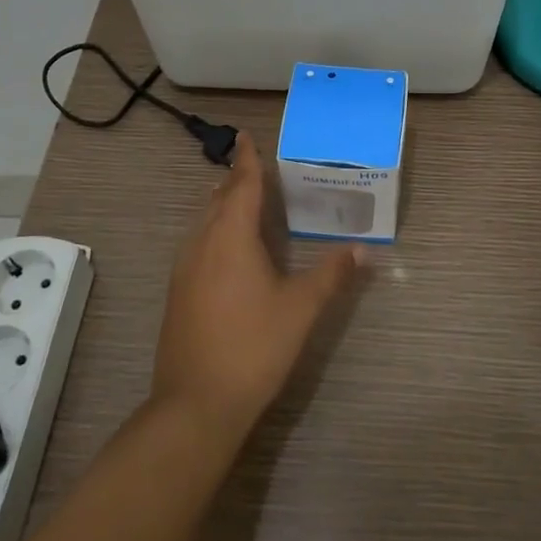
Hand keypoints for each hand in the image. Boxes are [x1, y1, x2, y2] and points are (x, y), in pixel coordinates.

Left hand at [151, 133, 361, 432]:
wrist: (195, 404)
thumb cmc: (253, 346)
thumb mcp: (301, 308)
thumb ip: (332, 274)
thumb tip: (362, 248)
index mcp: (230, 237)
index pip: (240, 185)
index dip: (247, 160)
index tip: (246, 136)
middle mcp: (202, 244)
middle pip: (218, 199)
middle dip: (236, 180)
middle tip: (256, 168)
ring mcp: (184, 270)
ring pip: (204, 222)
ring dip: (223, 206)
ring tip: (244, 200)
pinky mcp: (178, 293)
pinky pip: (198, 244)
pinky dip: (215, 230)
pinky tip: (229, 249)